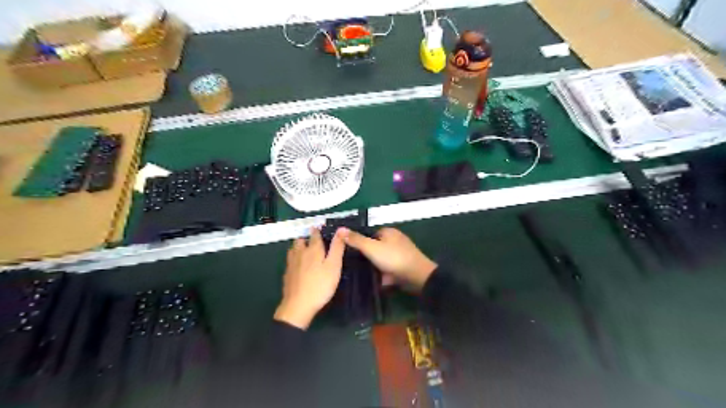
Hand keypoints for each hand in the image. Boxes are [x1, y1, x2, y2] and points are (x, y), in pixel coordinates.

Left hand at [275, 229, 345, 328]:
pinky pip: (290, 261)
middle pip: (300, 240)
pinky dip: (295, 259)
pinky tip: (299, 266)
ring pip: (293, 250)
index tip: (320, 228)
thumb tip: (341, 229)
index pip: (314, 234)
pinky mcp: (287, 274)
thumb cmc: (320, 285)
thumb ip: (337, 247)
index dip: (317, 230)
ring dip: (299, 247)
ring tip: (305, 251)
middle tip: (314, 242)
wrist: (298, 306)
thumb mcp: (334, 265)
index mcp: (313, 249)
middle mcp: (300, 253)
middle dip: (306, 238)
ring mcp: (291, 264)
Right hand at [341, 228, 436, 291]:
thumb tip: (340, 229)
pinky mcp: (402, 268)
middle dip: (365, 256)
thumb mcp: (371, 248)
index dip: (359, 241)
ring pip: (381, 260)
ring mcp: (399, 255)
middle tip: (351, 264)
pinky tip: (371, 282)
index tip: (347, 251)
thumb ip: (356, 240)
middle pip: (375, 247)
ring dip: (373, 267)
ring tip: (357, 274)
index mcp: (388, 232)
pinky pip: (387, 270)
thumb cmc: (393, 258)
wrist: (417, 277)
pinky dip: (381, 275)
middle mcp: (395, 241)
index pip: (369, 234)